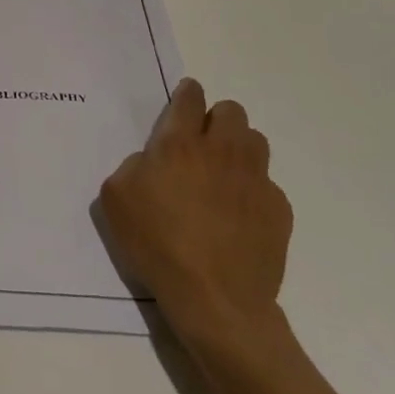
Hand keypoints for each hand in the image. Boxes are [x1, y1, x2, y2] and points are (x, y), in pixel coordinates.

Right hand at [100, 78, 292, 341]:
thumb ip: (133, 166)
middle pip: (231, 111)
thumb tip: (153, 161)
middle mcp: (222, 151)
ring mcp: (255, 179)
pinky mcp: (278, 208)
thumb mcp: (116, 199)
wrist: (215, 300)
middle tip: (201, 144)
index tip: (185, 100)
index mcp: (179, 144)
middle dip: (216, 119)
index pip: (190, 98)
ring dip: (239, 148)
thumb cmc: (158, 245)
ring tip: (224, 174)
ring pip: (255, 140)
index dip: (187, 93)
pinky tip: (239, 216)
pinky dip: (253, 190)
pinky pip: (267, 183)